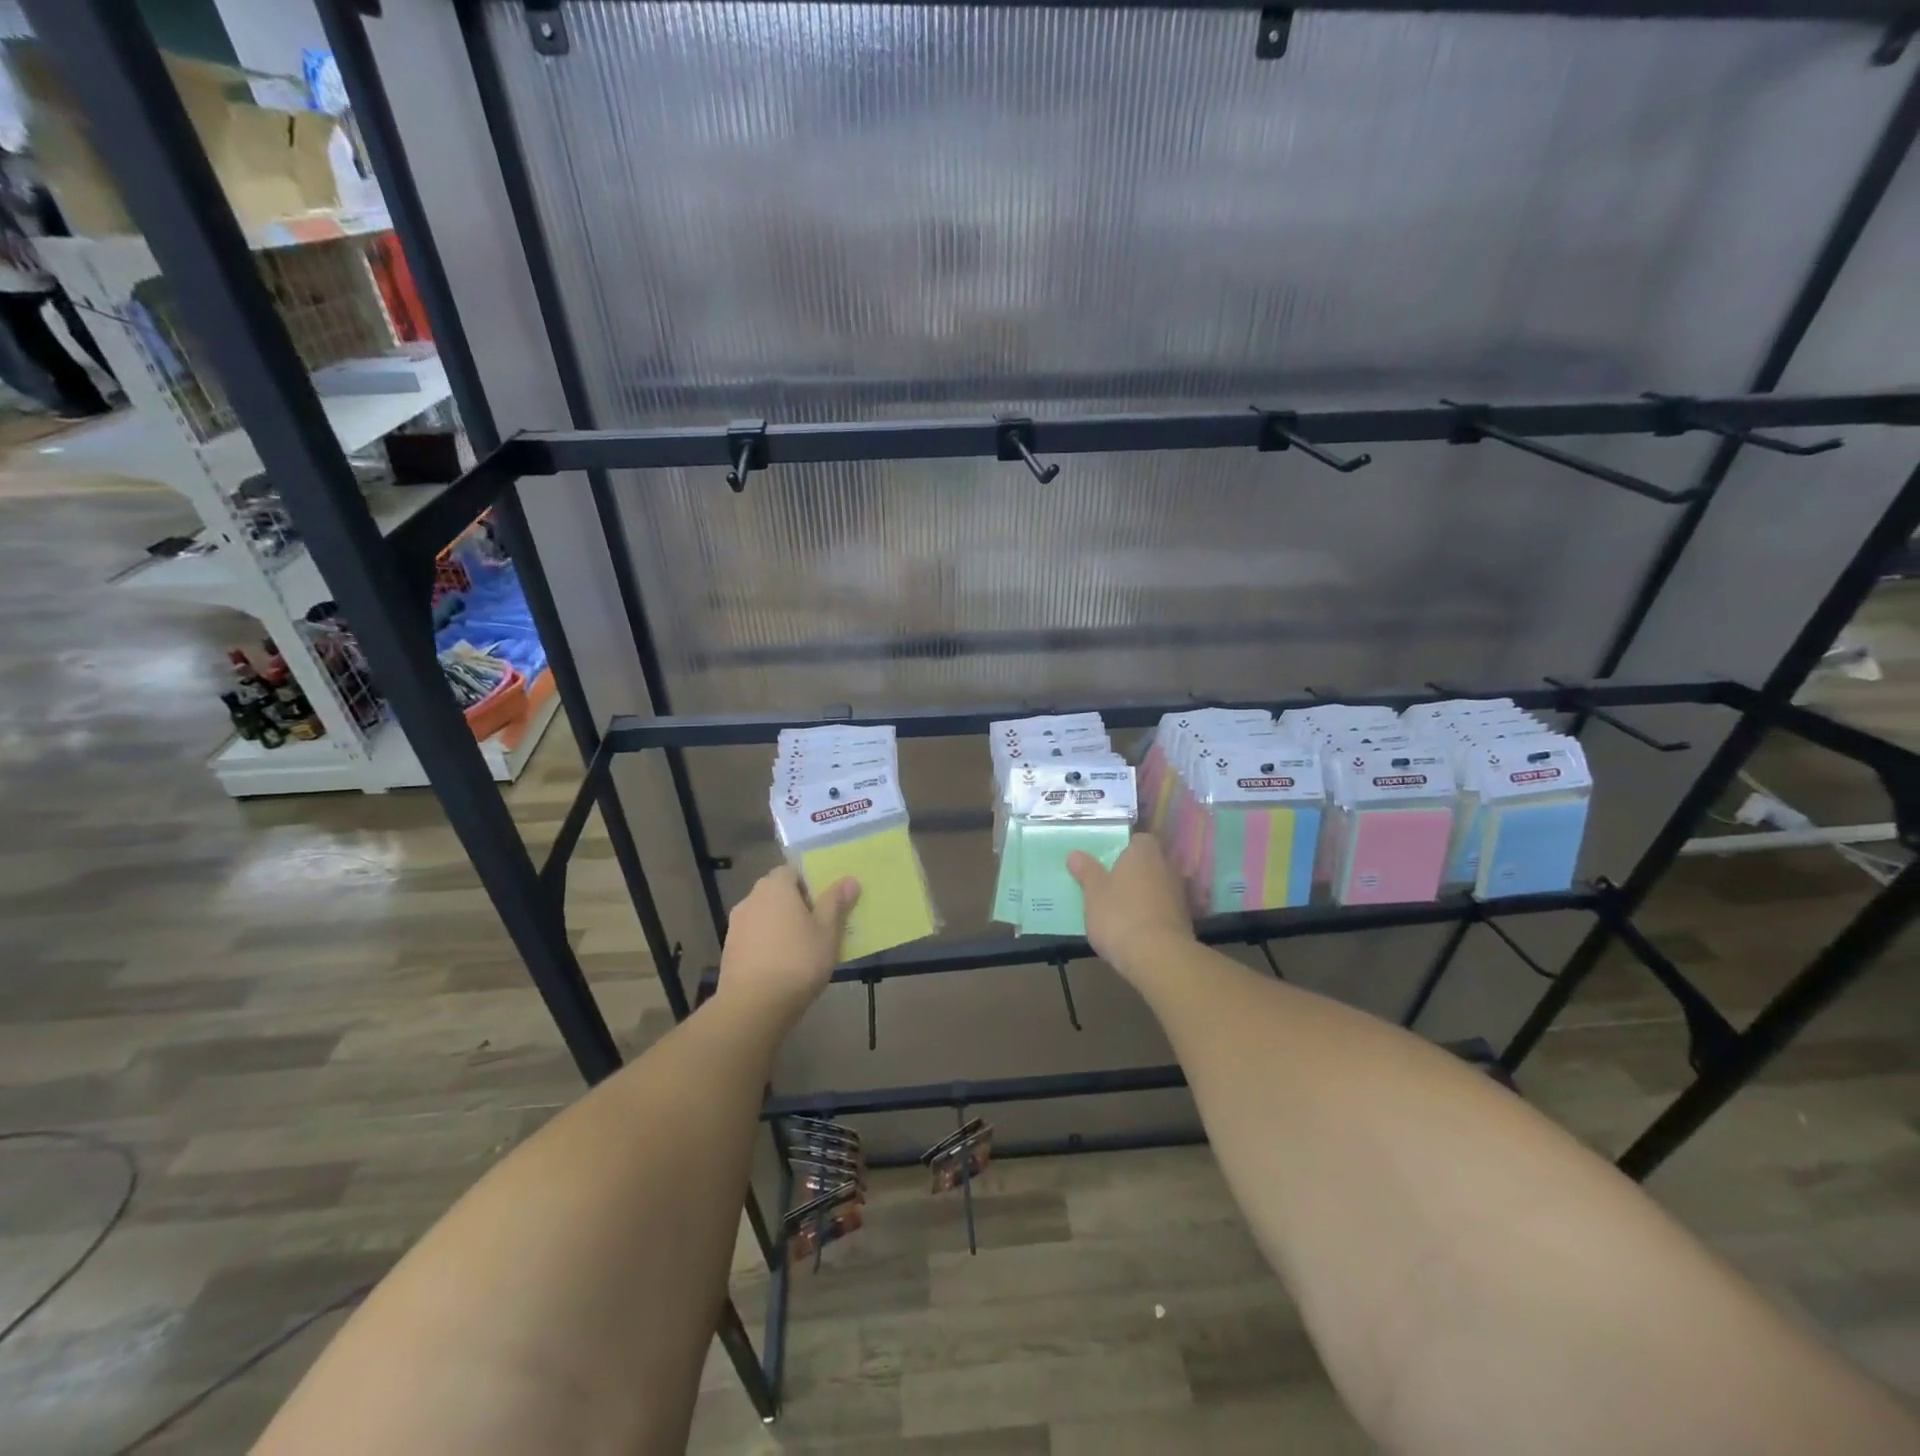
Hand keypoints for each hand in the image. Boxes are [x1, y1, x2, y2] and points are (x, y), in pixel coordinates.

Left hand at [717, 866, 858, 1026]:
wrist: (753, 1007)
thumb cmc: (797, 962)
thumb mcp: (827, 932)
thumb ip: (836, 903)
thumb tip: (849, 879)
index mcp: (775, 887)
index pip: (791, 871)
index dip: (808, 883)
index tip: (823, 902)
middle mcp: (751, 899)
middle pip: (776, 892)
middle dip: (795, 904)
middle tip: (817, 925)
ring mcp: (736, 925)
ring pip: (764, 915)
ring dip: (779, 924)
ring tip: (800, 948)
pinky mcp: (729, 950)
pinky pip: (754, 936)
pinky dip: (766, 943)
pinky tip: (781, 964)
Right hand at [1068, 833, 1195, 983]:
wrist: (1157, 957)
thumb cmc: (1119, 915)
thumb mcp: (1093, 892)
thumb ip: (1086, 871)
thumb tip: (1075, 854)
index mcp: (1144, 852)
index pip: (1139, 840)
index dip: (1125, 849)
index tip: (1109, 862)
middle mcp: (1167, 867)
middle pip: (1150, 862)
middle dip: (1134, 872)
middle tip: (1111, 885)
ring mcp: (1180, 894)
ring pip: (1159, 886)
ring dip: (1145, 894)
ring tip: (1122, 910)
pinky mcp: (1186, 919)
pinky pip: (1165, 908)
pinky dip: (1153, 914)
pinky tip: (1137, 928)